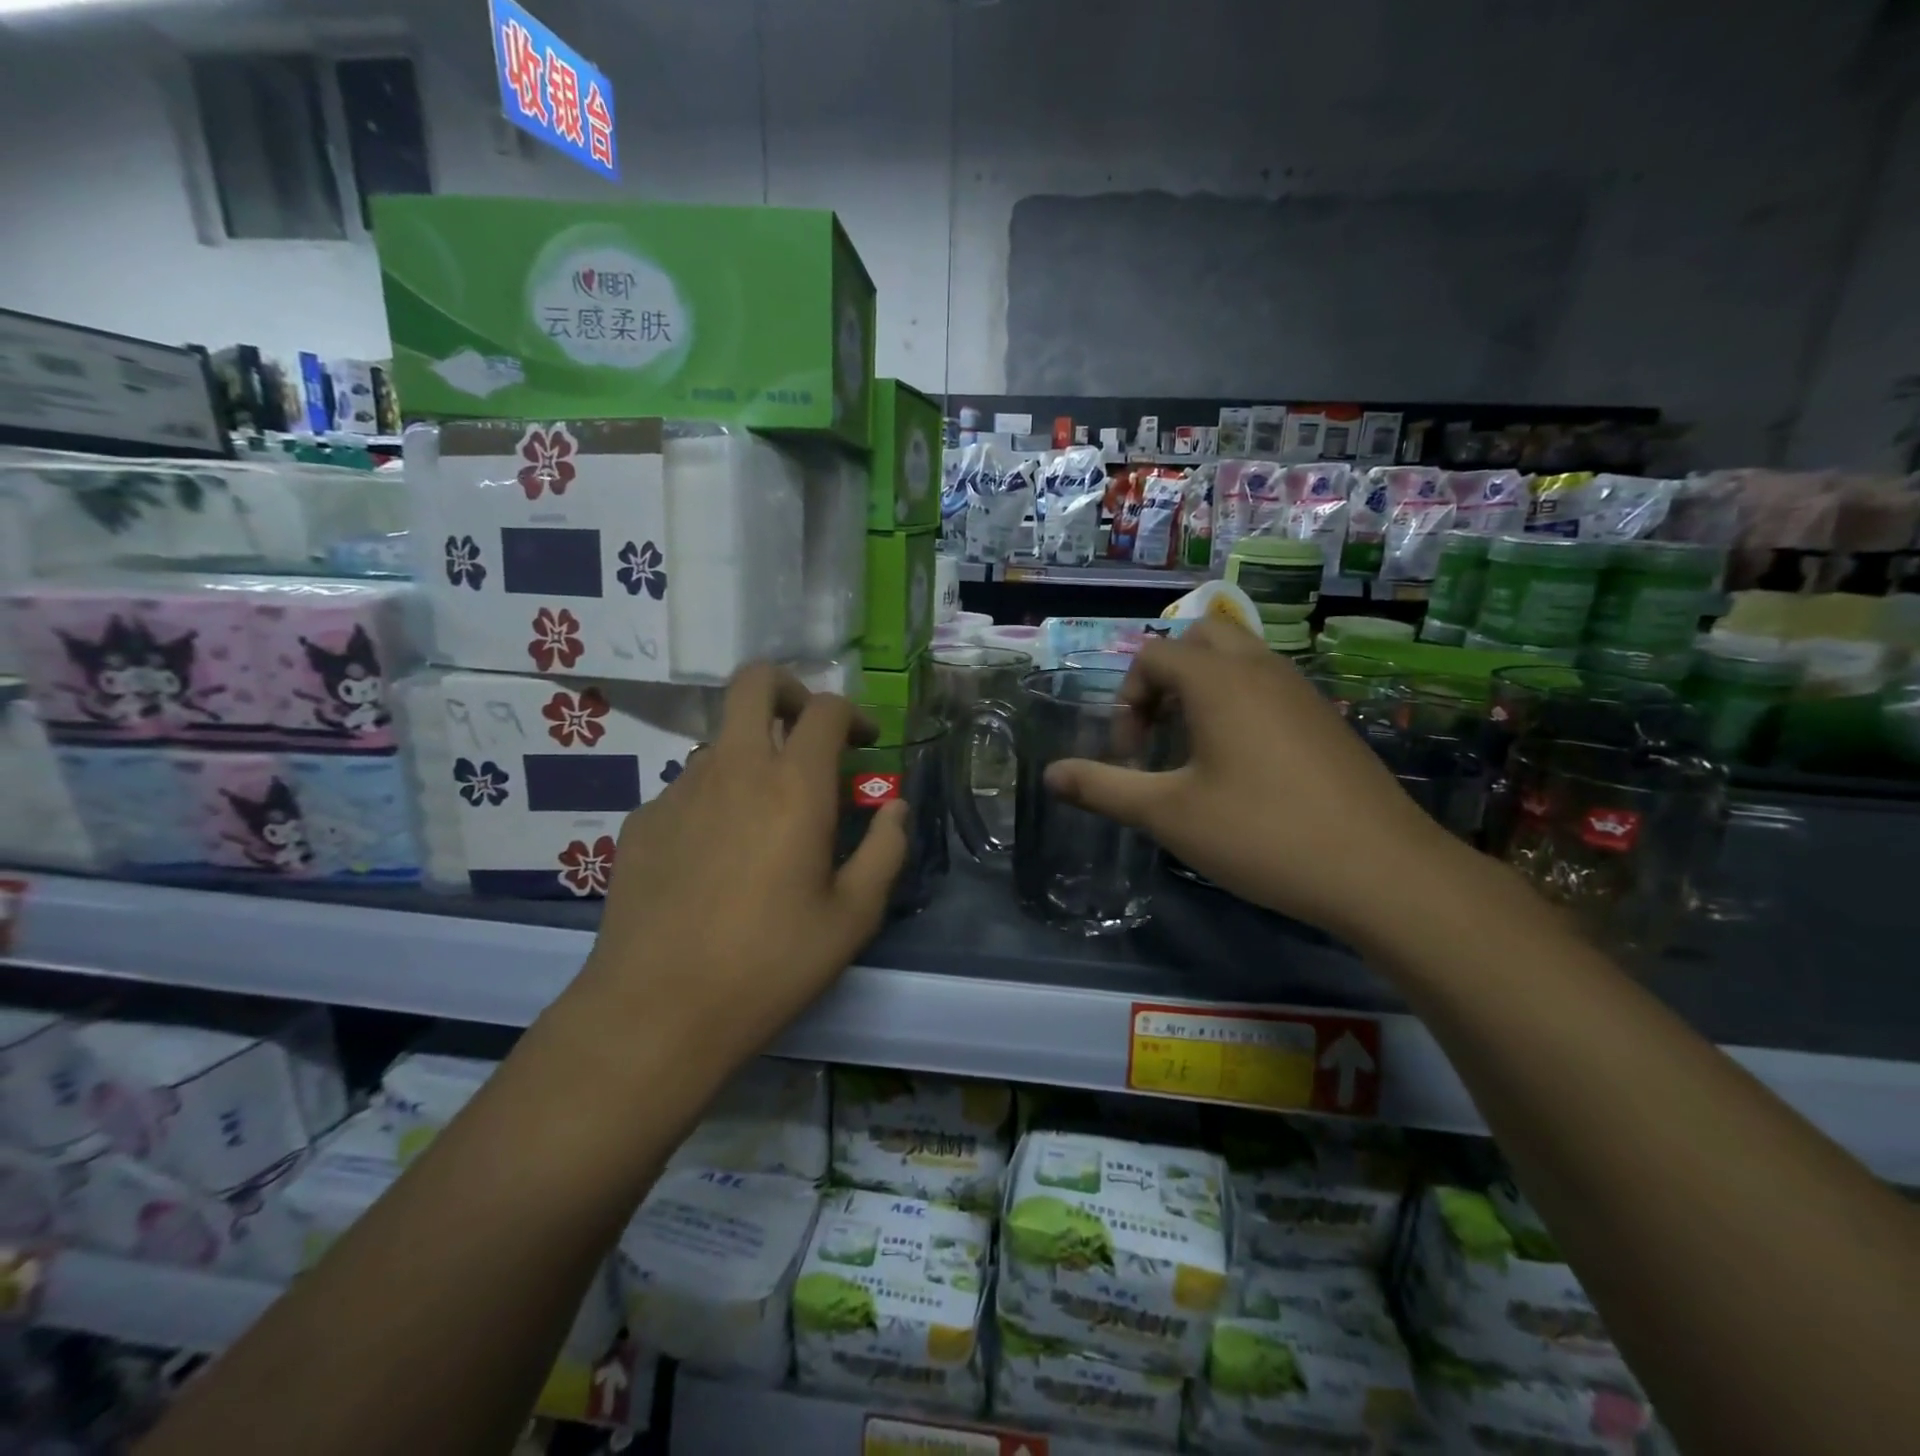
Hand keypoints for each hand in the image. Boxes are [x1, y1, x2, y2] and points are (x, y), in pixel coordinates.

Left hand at [574, 664, 907, 1064]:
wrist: (657, 1011)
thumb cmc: (770, 964)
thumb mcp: (852, 917)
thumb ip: (885, 850)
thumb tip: (894, 808)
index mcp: (794, 786)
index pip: (826, 709)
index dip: (853, 714)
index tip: (865, 743)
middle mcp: (734, 769)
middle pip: (754, 682)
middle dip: (788, 690)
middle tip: (807, 732)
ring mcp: (679, 790)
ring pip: (720, 741)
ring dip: (751, 756)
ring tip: (764, 820)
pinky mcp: (641, 821)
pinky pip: (688, 788)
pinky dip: (714, 800)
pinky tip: (715, 859)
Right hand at [1044, 620, 1460, 937]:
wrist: (1381, 871)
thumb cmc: (1262, 834)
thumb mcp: (1168, 815)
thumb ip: (1103, 789)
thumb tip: (1049, 775)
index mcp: (1218, 681)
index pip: (1153, 656)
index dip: (1127, 700)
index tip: (1130, 754)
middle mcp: (1261, 669)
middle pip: (1200, 639)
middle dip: (1166, 677)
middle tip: (1160, 732)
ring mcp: (1301, 691)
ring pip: (1240, 659)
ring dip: (1204, 689)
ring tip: (1195, 748)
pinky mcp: (1326, 718)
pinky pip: (1269, 685)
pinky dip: (1240, 703)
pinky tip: (1243, 766)